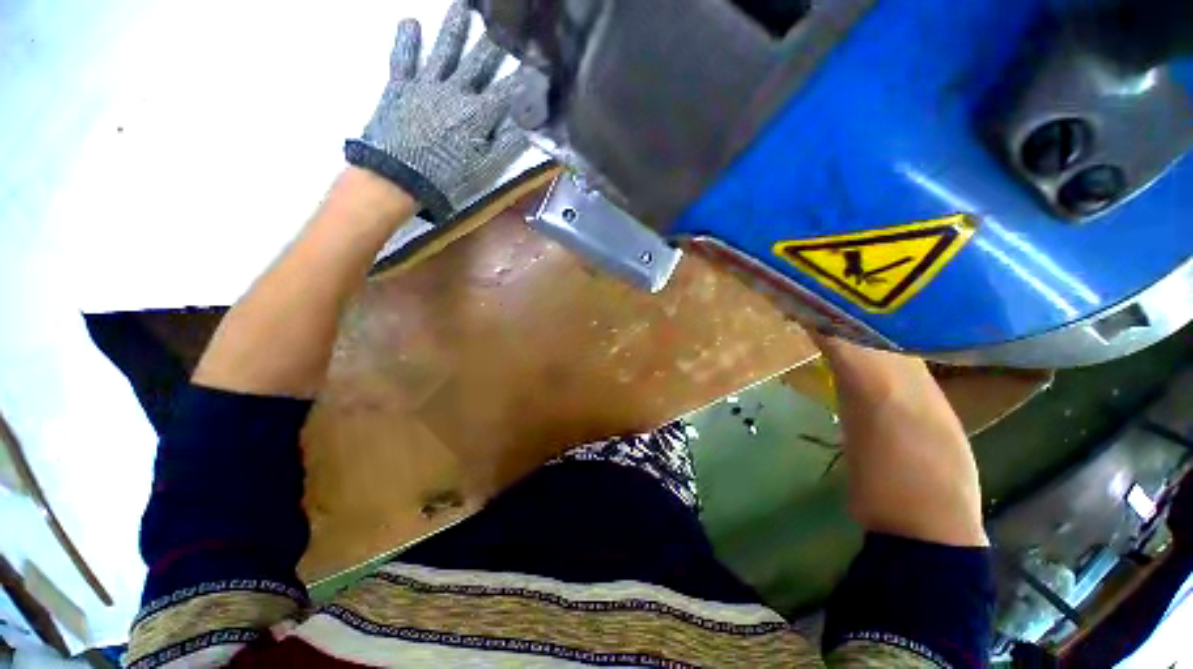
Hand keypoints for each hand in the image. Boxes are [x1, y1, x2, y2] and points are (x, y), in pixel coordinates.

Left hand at [345, 0, 526, 221]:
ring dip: (454, 27)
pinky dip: (406, 40)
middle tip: (504, 19)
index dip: (525, 76)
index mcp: (478, 114)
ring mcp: (425, 85)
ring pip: (444, 50)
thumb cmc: (448, 179)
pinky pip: (403, 58)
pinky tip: (410, 22)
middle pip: (479, 62)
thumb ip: (508, 145)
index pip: (508, 90)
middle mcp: (455, 90)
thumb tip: (527, 125)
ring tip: (462, 5)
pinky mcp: (399, 87)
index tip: (538, 60)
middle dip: (494, 42)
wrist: (399, 179)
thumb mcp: (486, 169)